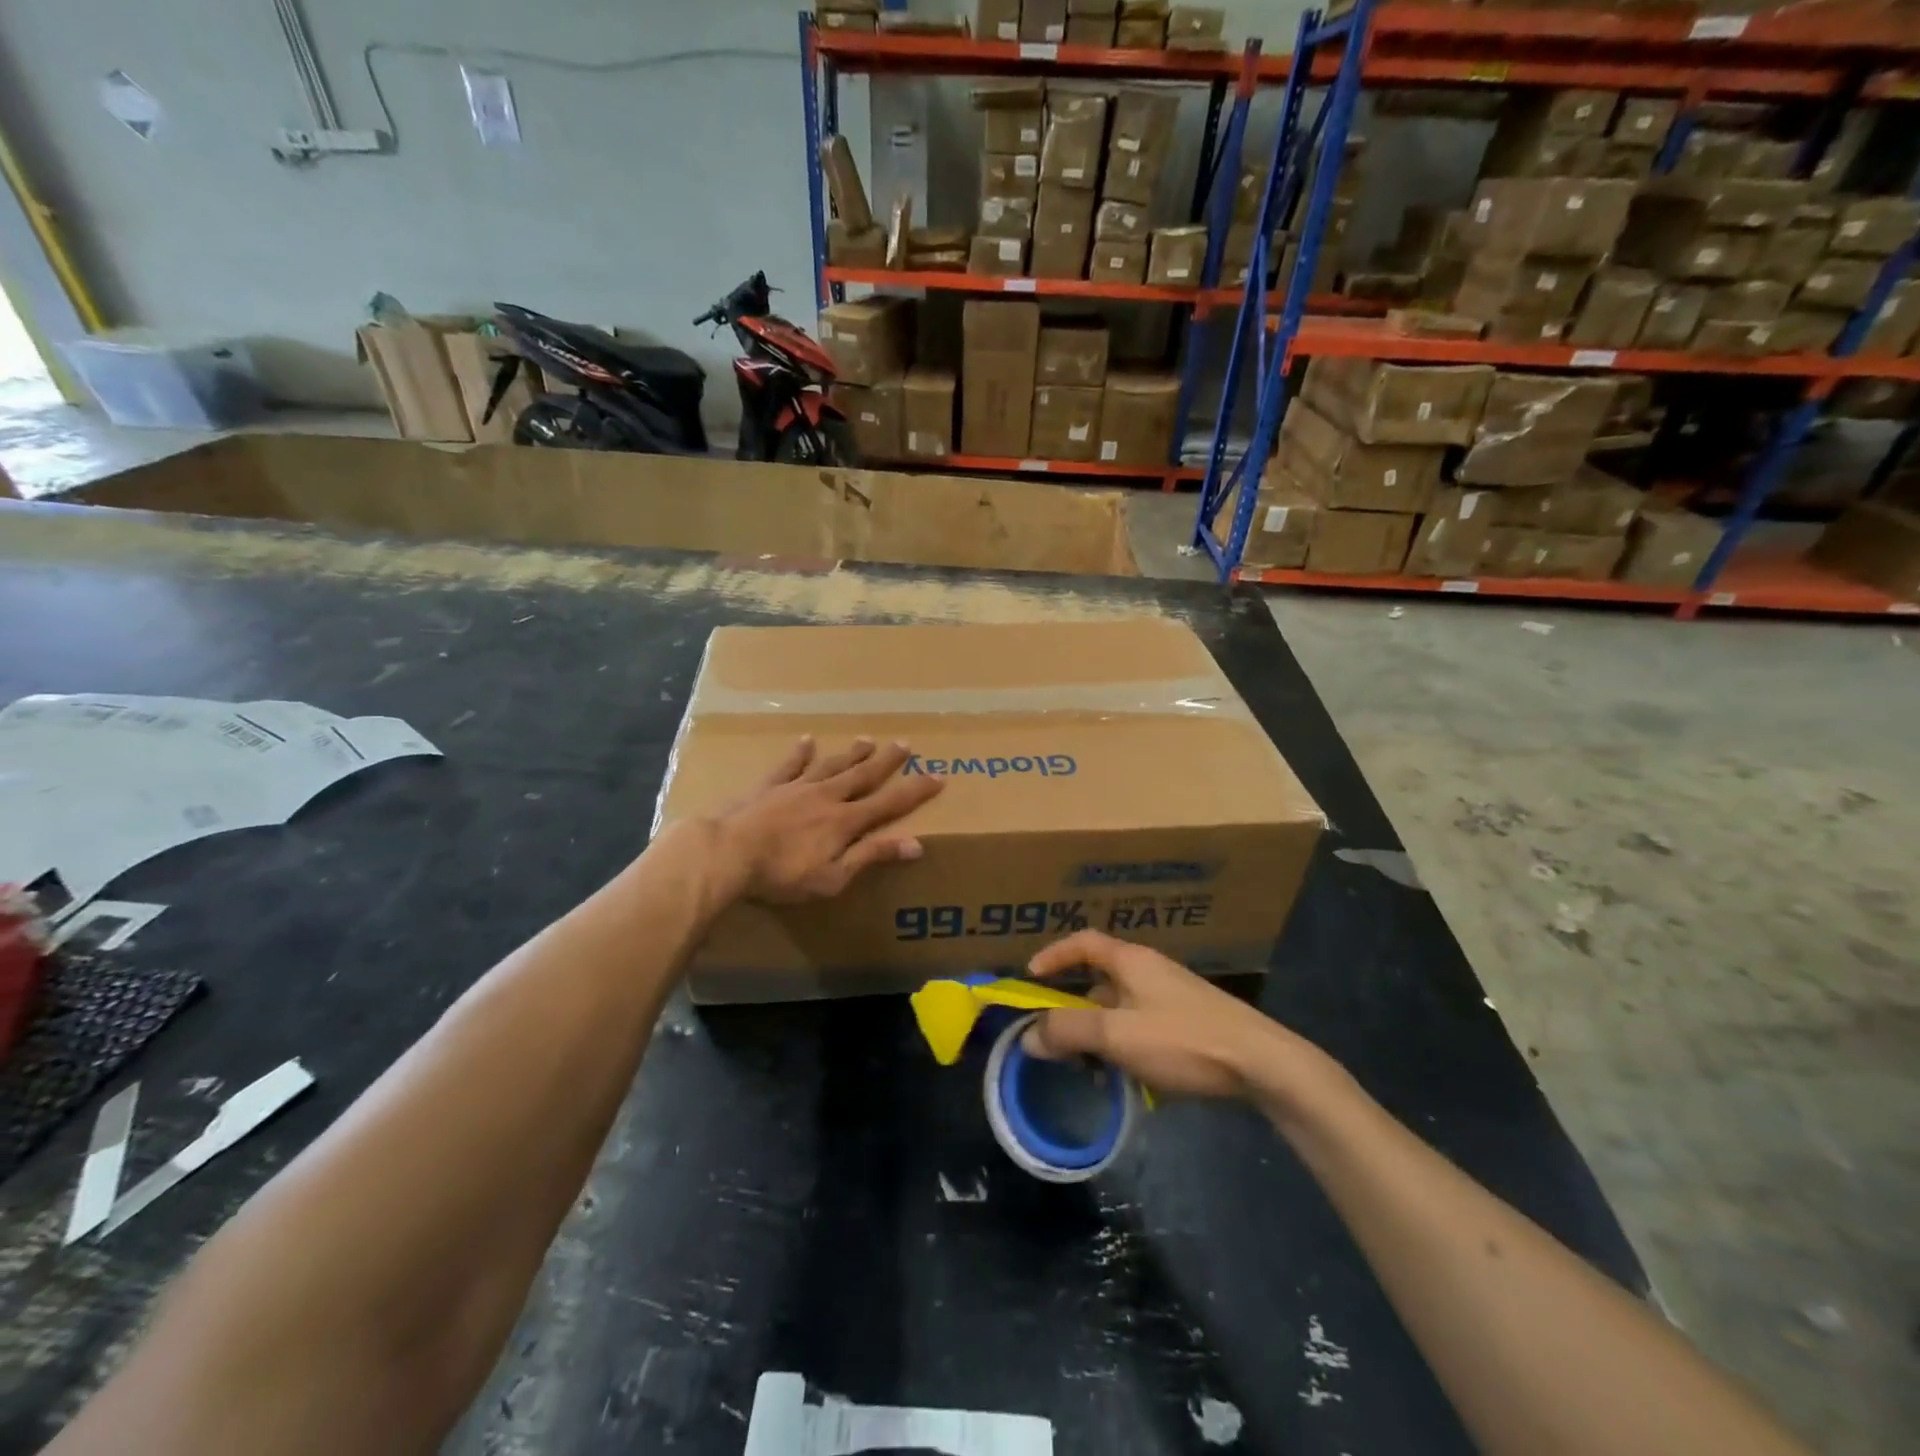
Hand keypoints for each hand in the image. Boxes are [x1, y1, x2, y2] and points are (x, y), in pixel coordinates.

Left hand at [706, 736, 942, 903]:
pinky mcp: (768, 787)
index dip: (915, 791)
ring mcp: (795, 788)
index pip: (889, 803)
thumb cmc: (781, 874)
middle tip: (905, 743)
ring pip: (831, 765)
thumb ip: (871, 857)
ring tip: (867, 739)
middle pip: (862, 775)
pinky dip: (800, 753)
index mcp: (844, 821)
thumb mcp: (833, 877)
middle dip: (887, 761)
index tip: (938, 776)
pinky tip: (807, 741)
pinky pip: (788, 765)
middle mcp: (825, 797)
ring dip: (851, 754)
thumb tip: (916, 844)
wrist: (725, 853)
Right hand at [1022, 931, 1294, 1098]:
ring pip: (1119, 1009)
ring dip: (1098, 1034)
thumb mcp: (1117, 1035)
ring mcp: (1171, 997)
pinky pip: (1141, 1027)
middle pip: (1098, 980)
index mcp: (1130, 961)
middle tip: (1055, 1040)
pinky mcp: (1189, 1023)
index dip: (1054, 956)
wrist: (1263, 1063)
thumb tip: (1029, 1036)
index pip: (1083, 942)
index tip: (1030, 978)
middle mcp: (1149, 971)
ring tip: (1089, 1070)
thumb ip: (1069, 1031)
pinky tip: (1127, 1079)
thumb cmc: (1183, 1039)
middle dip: (1072, 1009)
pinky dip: (1124, 1046)